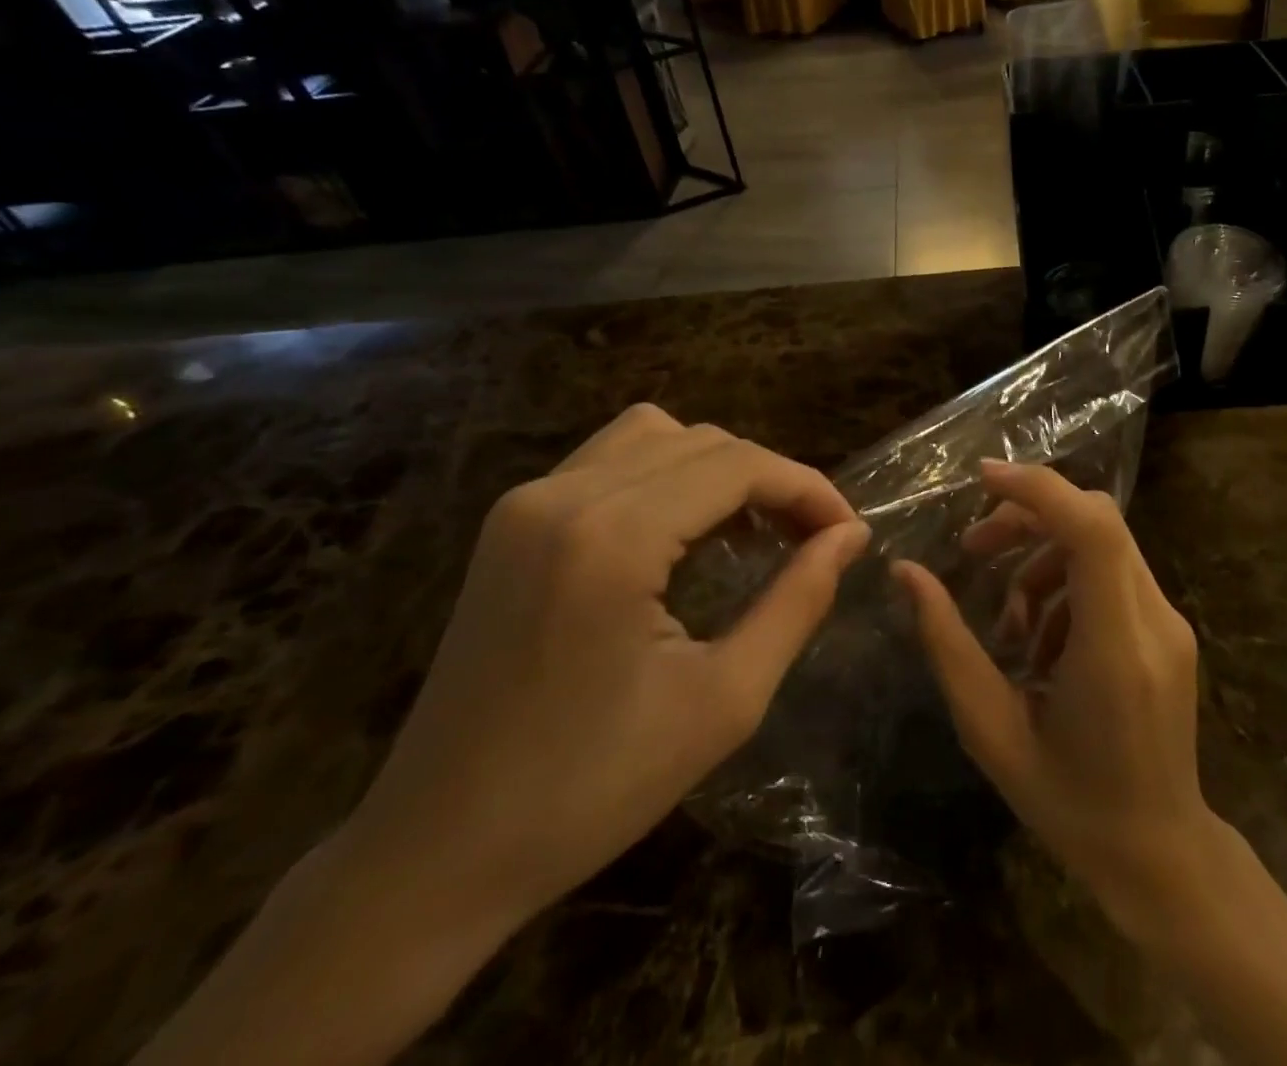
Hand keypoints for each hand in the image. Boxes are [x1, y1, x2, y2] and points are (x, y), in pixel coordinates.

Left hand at [341, 404, 869, 944]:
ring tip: (752, 532)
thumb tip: (850, 537)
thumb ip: (798, 601)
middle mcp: (563, 495)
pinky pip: (611, 460)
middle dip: (771, 479)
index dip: (807, 489)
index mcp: (612, 536)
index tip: (849, 533)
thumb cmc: (591, 790)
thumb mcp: (724, 700)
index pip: (739, 465)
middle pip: (703, 441)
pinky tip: (686, 533)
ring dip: (719, 470)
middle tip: (811, 540)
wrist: (436, 852)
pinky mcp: (512, 521)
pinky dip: (668, 477)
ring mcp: (527, 502)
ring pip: (656, 435)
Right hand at [894, 460, 1212, 931]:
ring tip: (1007, 623)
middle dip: (1026, 517)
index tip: (981, 478)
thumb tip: (906, 572)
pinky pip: (1111, 571)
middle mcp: (1154, 621)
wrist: (1160, 854)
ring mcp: (1170, 622)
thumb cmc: (1068, 803)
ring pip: (1101, 540)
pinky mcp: (1168, 628)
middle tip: (973, 549)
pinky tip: (1041, 640)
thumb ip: (948, 644)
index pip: (1092, 530)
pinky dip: (1066, 581)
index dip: (1038, 489)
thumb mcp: (990, 729)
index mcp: (1115, 649)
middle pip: (1095, 519)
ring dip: (1042, 556)